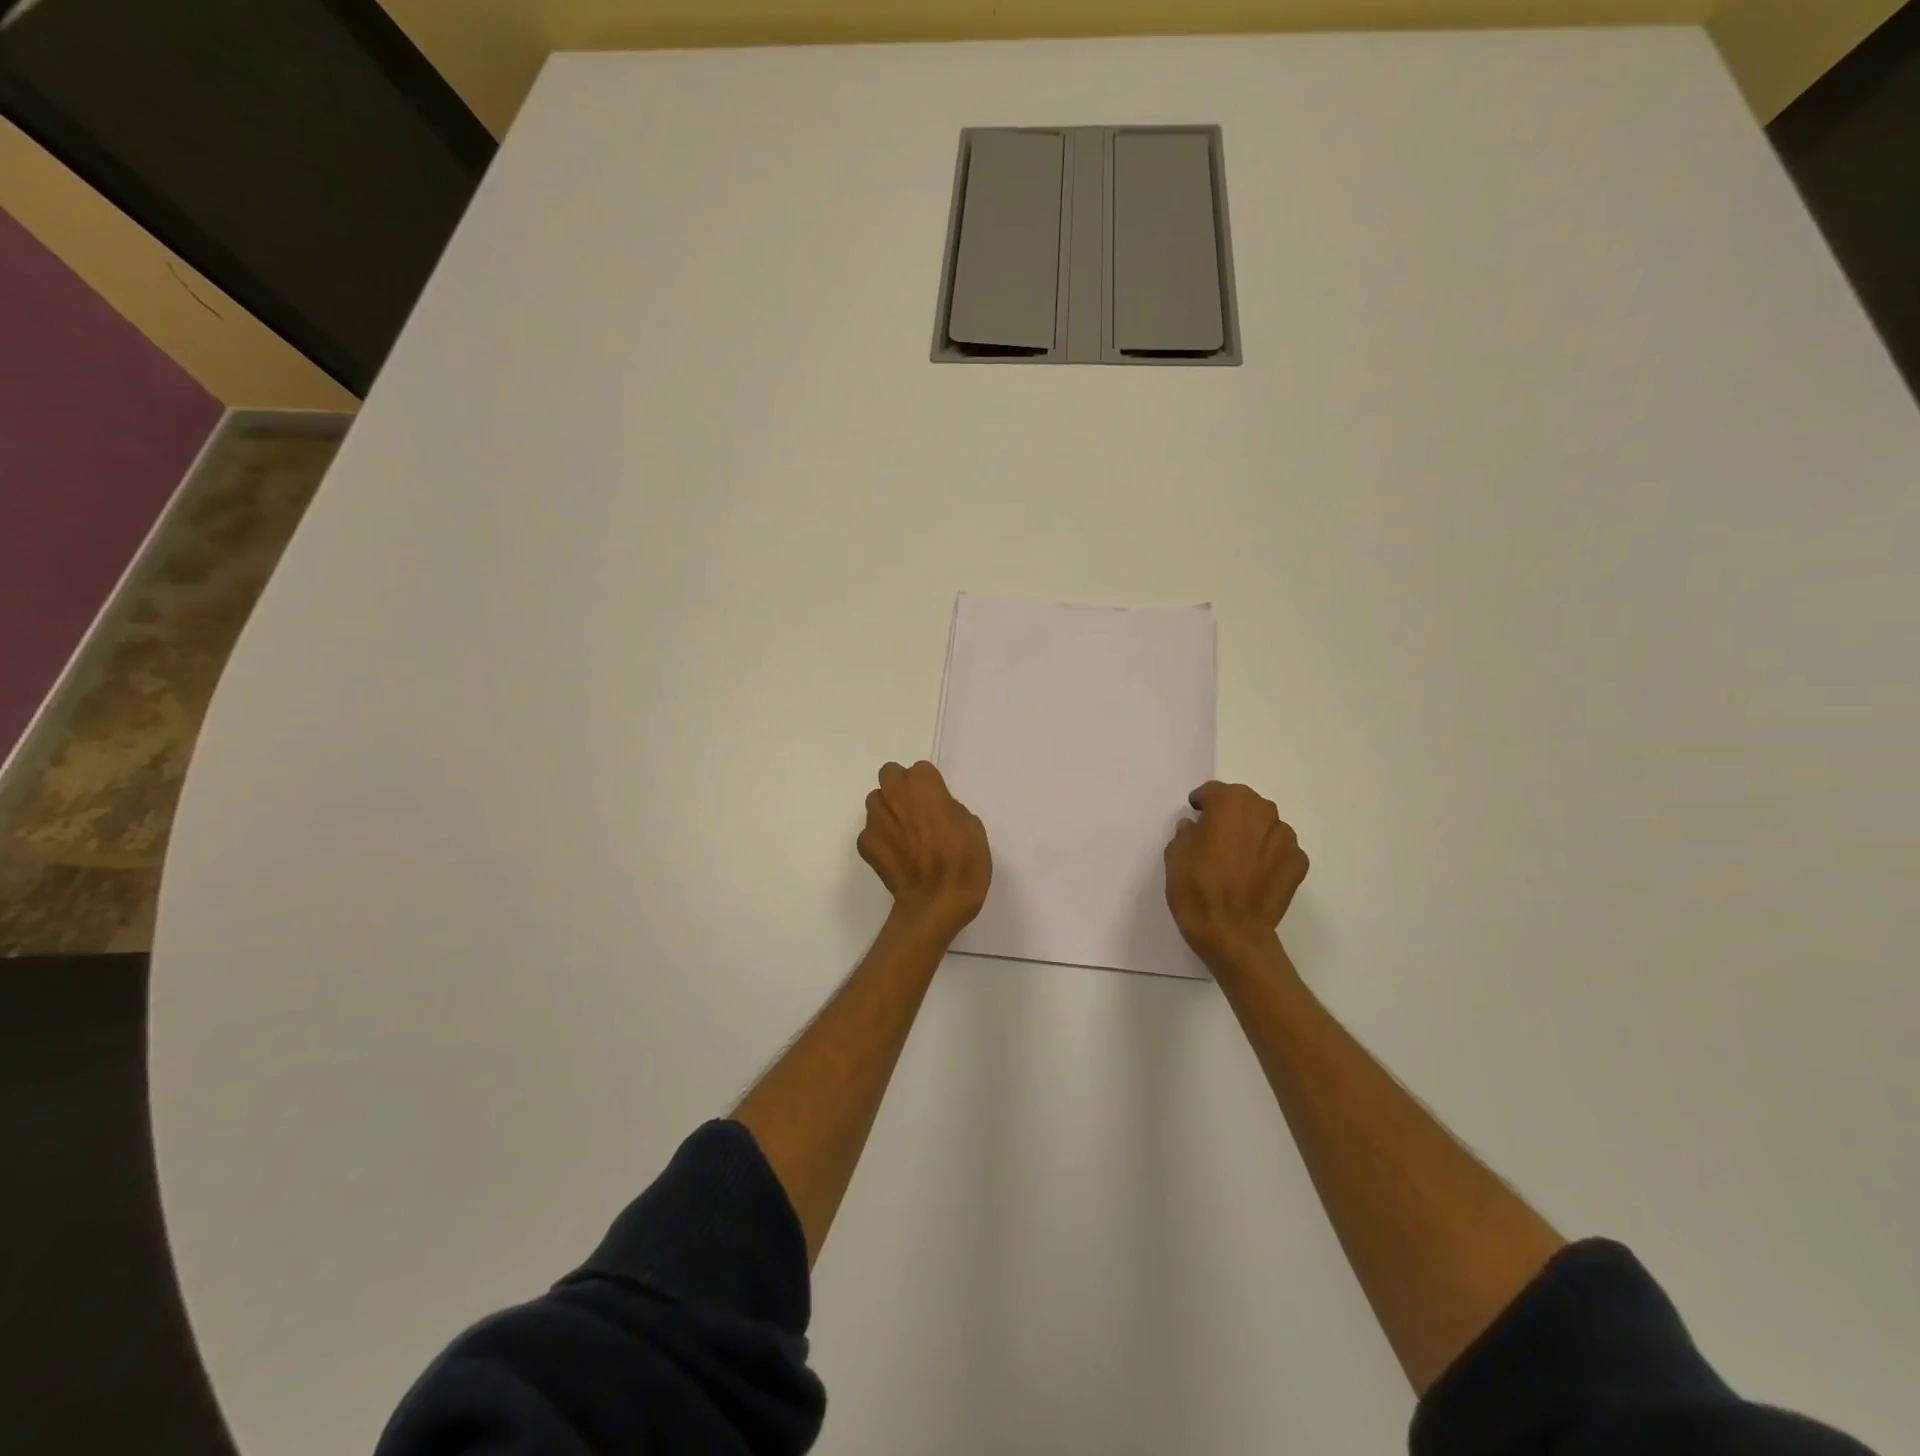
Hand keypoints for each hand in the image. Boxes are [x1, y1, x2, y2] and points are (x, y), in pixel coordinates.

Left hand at [858, 761, 990, 940]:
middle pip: (889, 774)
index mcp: (924, 786)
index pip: (920, 770)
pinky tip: (895, 855)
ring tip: (904, 833)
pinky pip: (869, 832)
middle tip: (915, 808)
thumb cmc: (963, 862)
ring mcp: (876, 820)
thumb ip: (949, 808)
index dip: (929, 785)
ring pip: (875, 801)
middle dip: (899, 786)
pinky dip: (880, 839)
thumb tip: (936, 811)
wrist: (937, 902)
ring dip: (887, 810)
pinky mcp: (866, 844)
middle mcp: (895, 796)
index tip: (937, 802)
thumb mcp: (972, 827)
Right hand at [1164, 782, 1308, 969]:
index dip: (1203, 801)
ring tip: (1237, 856)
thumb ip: (1186, 833)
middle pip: (1245, 803)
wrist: (1232, 934)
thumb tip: (1196, 827)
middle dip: (1230, 814)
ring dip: (1252, 833)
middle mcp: (1262, 812)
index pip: (1215, 791)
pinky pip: (1280, 849)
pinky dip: (1268, 855)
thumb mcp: (1174, 855)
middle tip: (1215, 835)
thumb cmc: (1196, 889)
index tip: (1195, 813)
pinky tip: (1255, 874)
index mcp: (1230, 804)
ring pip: (1266, 825)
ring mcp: (1286, 838)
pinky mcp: (1298, 863)